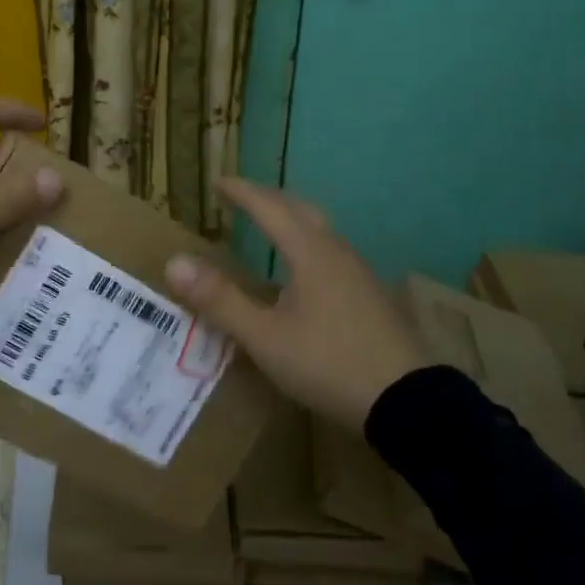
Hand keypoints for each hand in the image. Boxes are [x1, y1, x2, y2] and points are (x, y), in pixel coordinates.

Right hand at [163, 178, 427, 428]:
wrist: (411, 403)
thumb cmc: (330, 364)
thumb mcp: (265, 338)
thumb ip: (220, 301)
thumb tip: (173, 262)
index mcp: (309, 252)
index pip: (269, 207)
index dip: (241, 192)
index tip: (219, 181)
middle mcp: (336, 252)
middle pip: (299, 209)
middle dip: (267, 198)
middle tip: (240, 196)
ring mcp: (359, 272)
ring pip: (319, 229)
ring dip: (290, 218)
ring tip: (268, 225)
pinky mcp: (371, 295)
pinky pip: (331, 250)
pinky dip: (306, 241)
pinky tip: (302, 270)